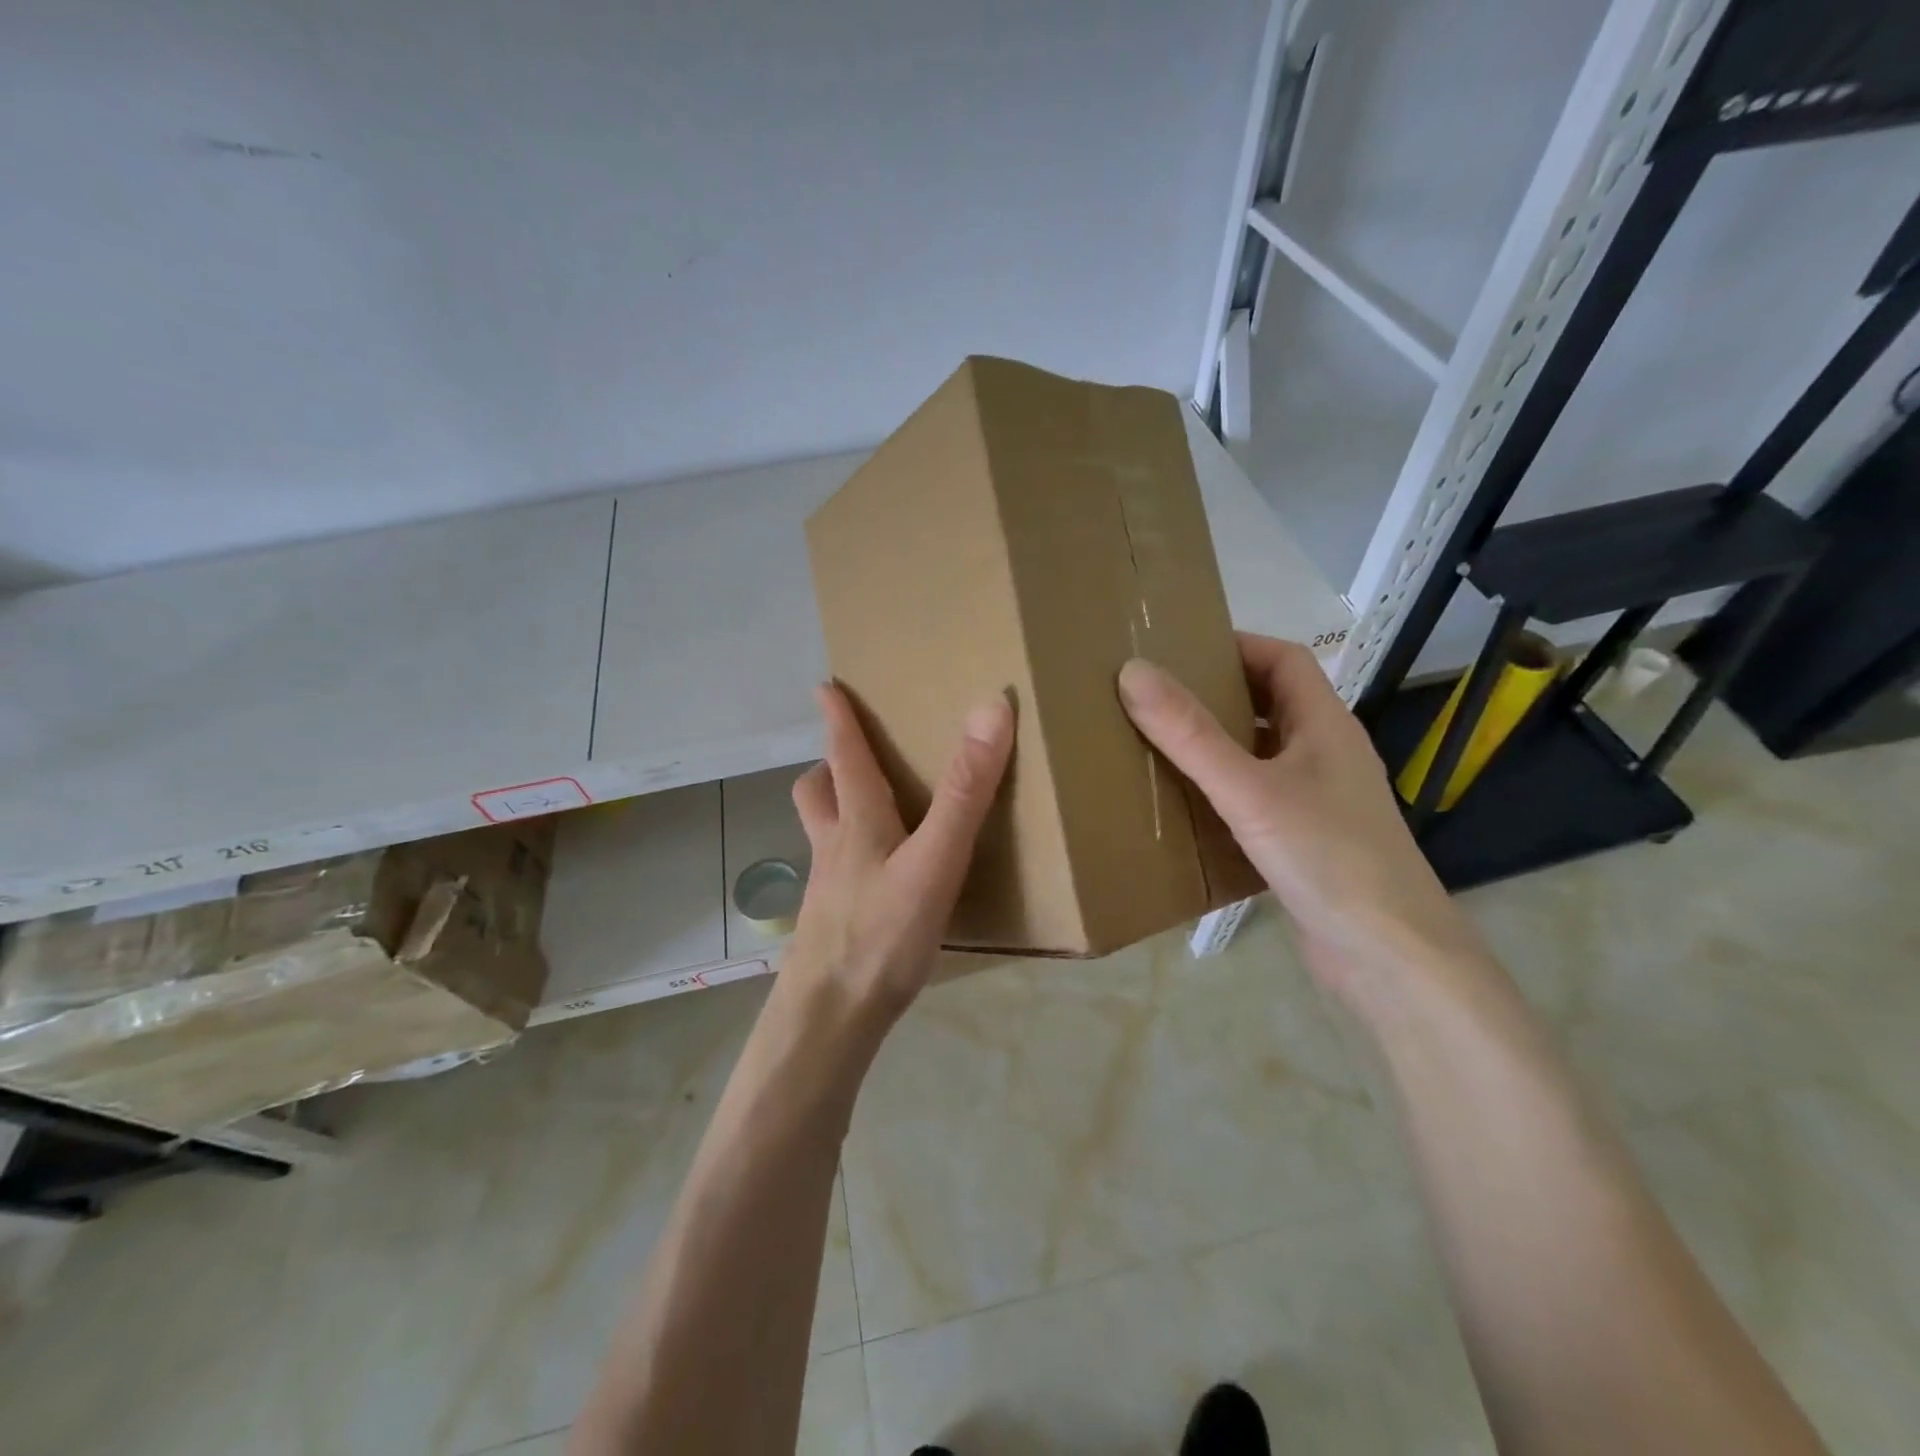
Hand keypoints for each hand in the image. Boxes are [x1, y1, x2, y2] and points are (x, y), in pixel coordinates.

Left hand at [784, 682, 1014, 1022]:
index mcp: (857, 822)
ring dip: (835, 812)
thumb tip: (989, 710)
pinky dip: (850, 861)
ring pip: (821, 834)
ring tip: (868, 813)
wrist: (831, 1021)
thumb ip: (964, 791)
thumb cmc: (882, 934)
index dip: (838, 717)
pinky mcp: (831, 926)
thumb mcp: (935, 860)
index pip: (844, 754)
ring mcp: (827, 889)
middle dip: (829, 767)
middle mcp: (834, 848)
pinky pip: (836, 875)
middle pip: (816, 794)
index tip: (826, 686)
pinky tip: (878, 885)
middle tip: (852, 757)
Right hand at [1118, 634, 1487, 1005]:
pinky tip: (1186, 807)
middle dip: (1215, 694)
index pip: (1282, 660)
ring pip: (1260, 754)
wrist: (1390, 957)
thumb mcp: (1249, 791)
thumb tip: (1133, 672)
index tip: (1176, 651)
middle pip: (1269, 704)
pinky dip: (1222, 791)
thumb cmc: (1327, 858)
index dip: (1234, 645)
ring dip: (1216, 745)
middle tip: (1153, 697)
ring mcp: (1318, 800)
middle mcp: (1325, 754)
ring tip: (1156, 745)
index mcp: (1324, 725)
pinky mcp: (1306, 841)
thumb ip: (1190, 735)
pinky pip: (1257, 798)